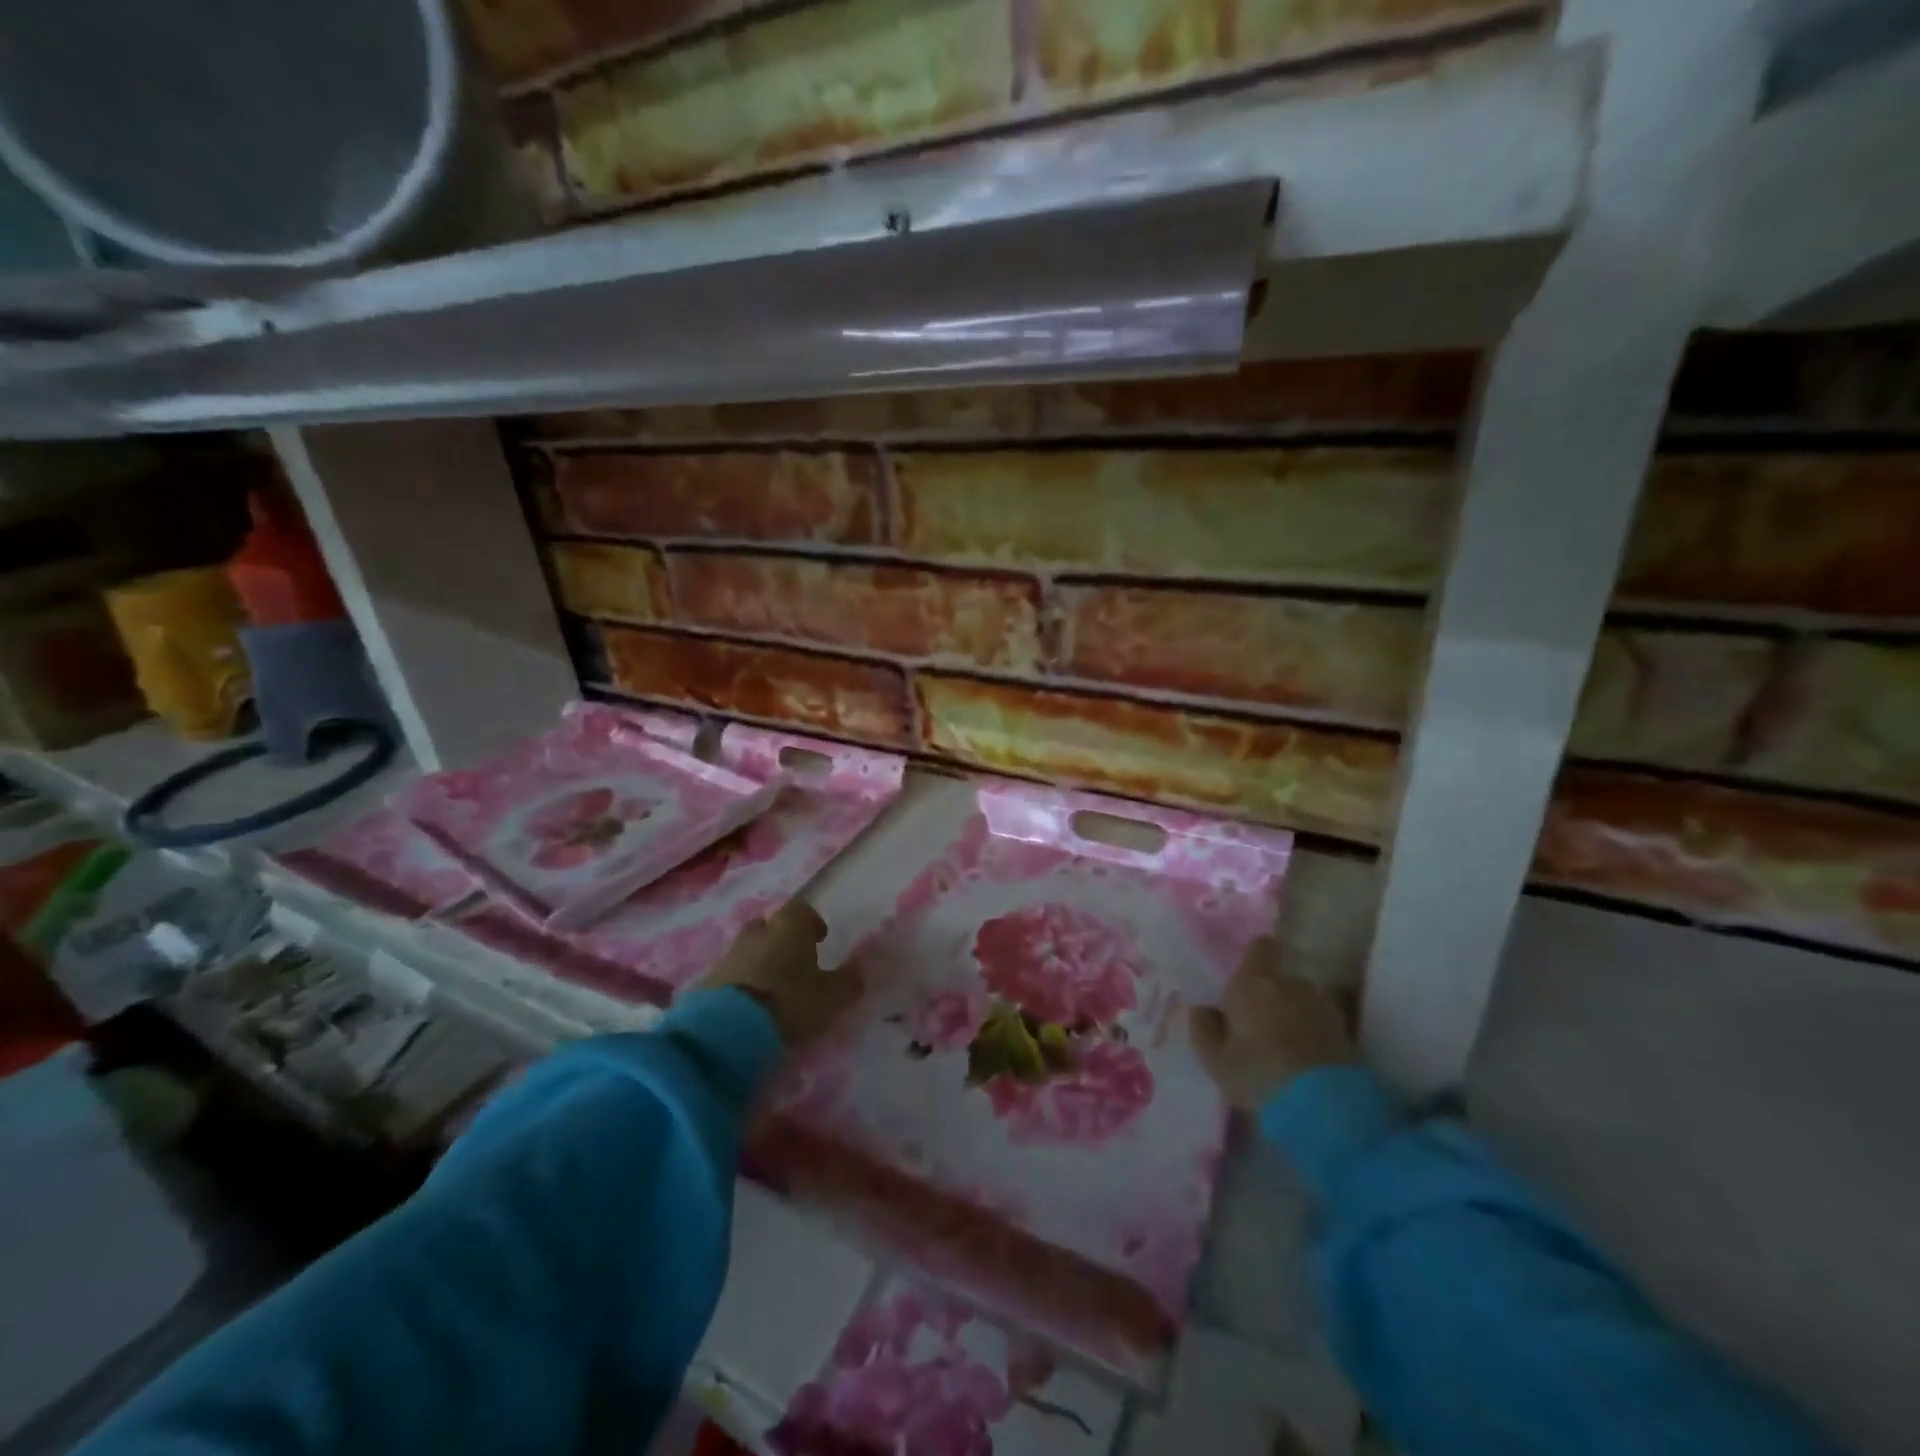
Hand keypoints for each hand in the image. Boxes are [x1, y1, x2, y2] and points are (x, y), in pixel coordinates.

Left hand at [695, 899, 864, 1050]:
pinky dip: (738, 985)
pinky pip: (727, 976)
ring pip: (746, 950)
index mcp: (789, 928)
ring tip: (770, 989)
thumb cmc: (789, 1003)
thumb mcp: (831, 997)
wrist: (727, 1030)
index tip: (819, 938)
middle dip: (778, 938)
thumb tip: (858, 971)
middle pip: (767, 926)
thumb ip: (847, 982)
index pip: (800, 910)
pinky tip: (747, 1007)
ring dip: (757, 962)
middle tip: (792, 961)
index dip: (811, 921)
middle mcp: (756, 935)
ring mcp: (727, 957)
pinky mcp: (705, 983)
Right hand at [1189, 938, 1354, 1108]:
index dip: (1255, 958)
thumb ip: (1203, 1028)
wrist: (1323, 1108)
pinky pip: (1321, 1025)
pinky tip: (1305, 1063)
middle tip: (1258, 1028)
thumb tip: (1203, 1008)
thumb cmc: (1258, 1074)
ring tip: (1284, 1048)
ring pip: (1302, 1002)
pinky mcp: (1346, 1033)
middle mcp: (1291, 984)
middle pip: (1280, 980)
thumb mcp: (1214, 1059)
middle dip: (1271, 997)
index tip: (1246, 978)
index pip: (1261, 947)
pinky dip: (1313, 1036)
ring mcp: (1323, 1007)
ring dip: (1294, 1016)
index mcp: (1254, 982)